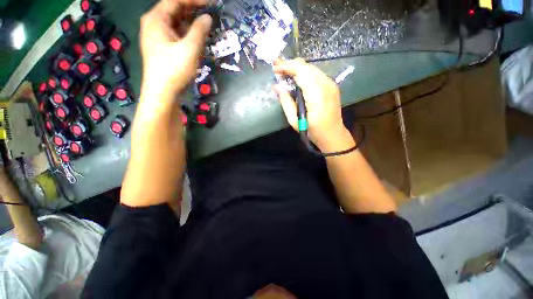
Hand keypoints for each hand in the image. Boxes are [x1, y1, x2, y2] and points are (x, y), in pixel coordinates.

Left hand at [139, 0, 211, 104]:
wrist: (162, 93)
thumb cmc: (174, 70)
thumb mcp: (189, 49)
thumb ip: (199, 31)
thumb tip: (207, 18)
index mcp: (156, 19)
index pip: (175, 0)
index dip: (193, 0)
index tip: (211, 3)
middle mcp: (153, 23)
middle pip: (173, 9)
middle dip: (192, 9)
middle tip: (209, 12)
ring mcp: (156, 36)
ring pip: (175, 22)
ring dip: (190, 21)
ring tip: (205, 23)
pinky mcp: (161, 47)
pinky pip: (174, 33)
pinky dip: (186, 32)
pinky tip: (196, 36)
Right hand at [273, 58, 351, 150]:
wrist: (333, 135)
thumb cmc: (313, 131)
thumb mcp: (295, 120)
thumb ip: (286, 102)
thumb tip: (277, 87)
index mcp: (316, 94)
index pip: (301, 71)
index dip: (286, 66)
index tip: (274, 67)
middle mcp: (326, 84)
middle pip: (306, 66)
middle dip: (290, 65)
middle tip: (277, 68)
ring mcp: (331, 84)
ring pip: (311, 68)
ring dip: (296, 68)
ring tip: (284, 72)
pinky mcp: (331, 86)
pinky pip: (315, 74)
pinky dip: (304, 73)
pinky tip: (296, 78)